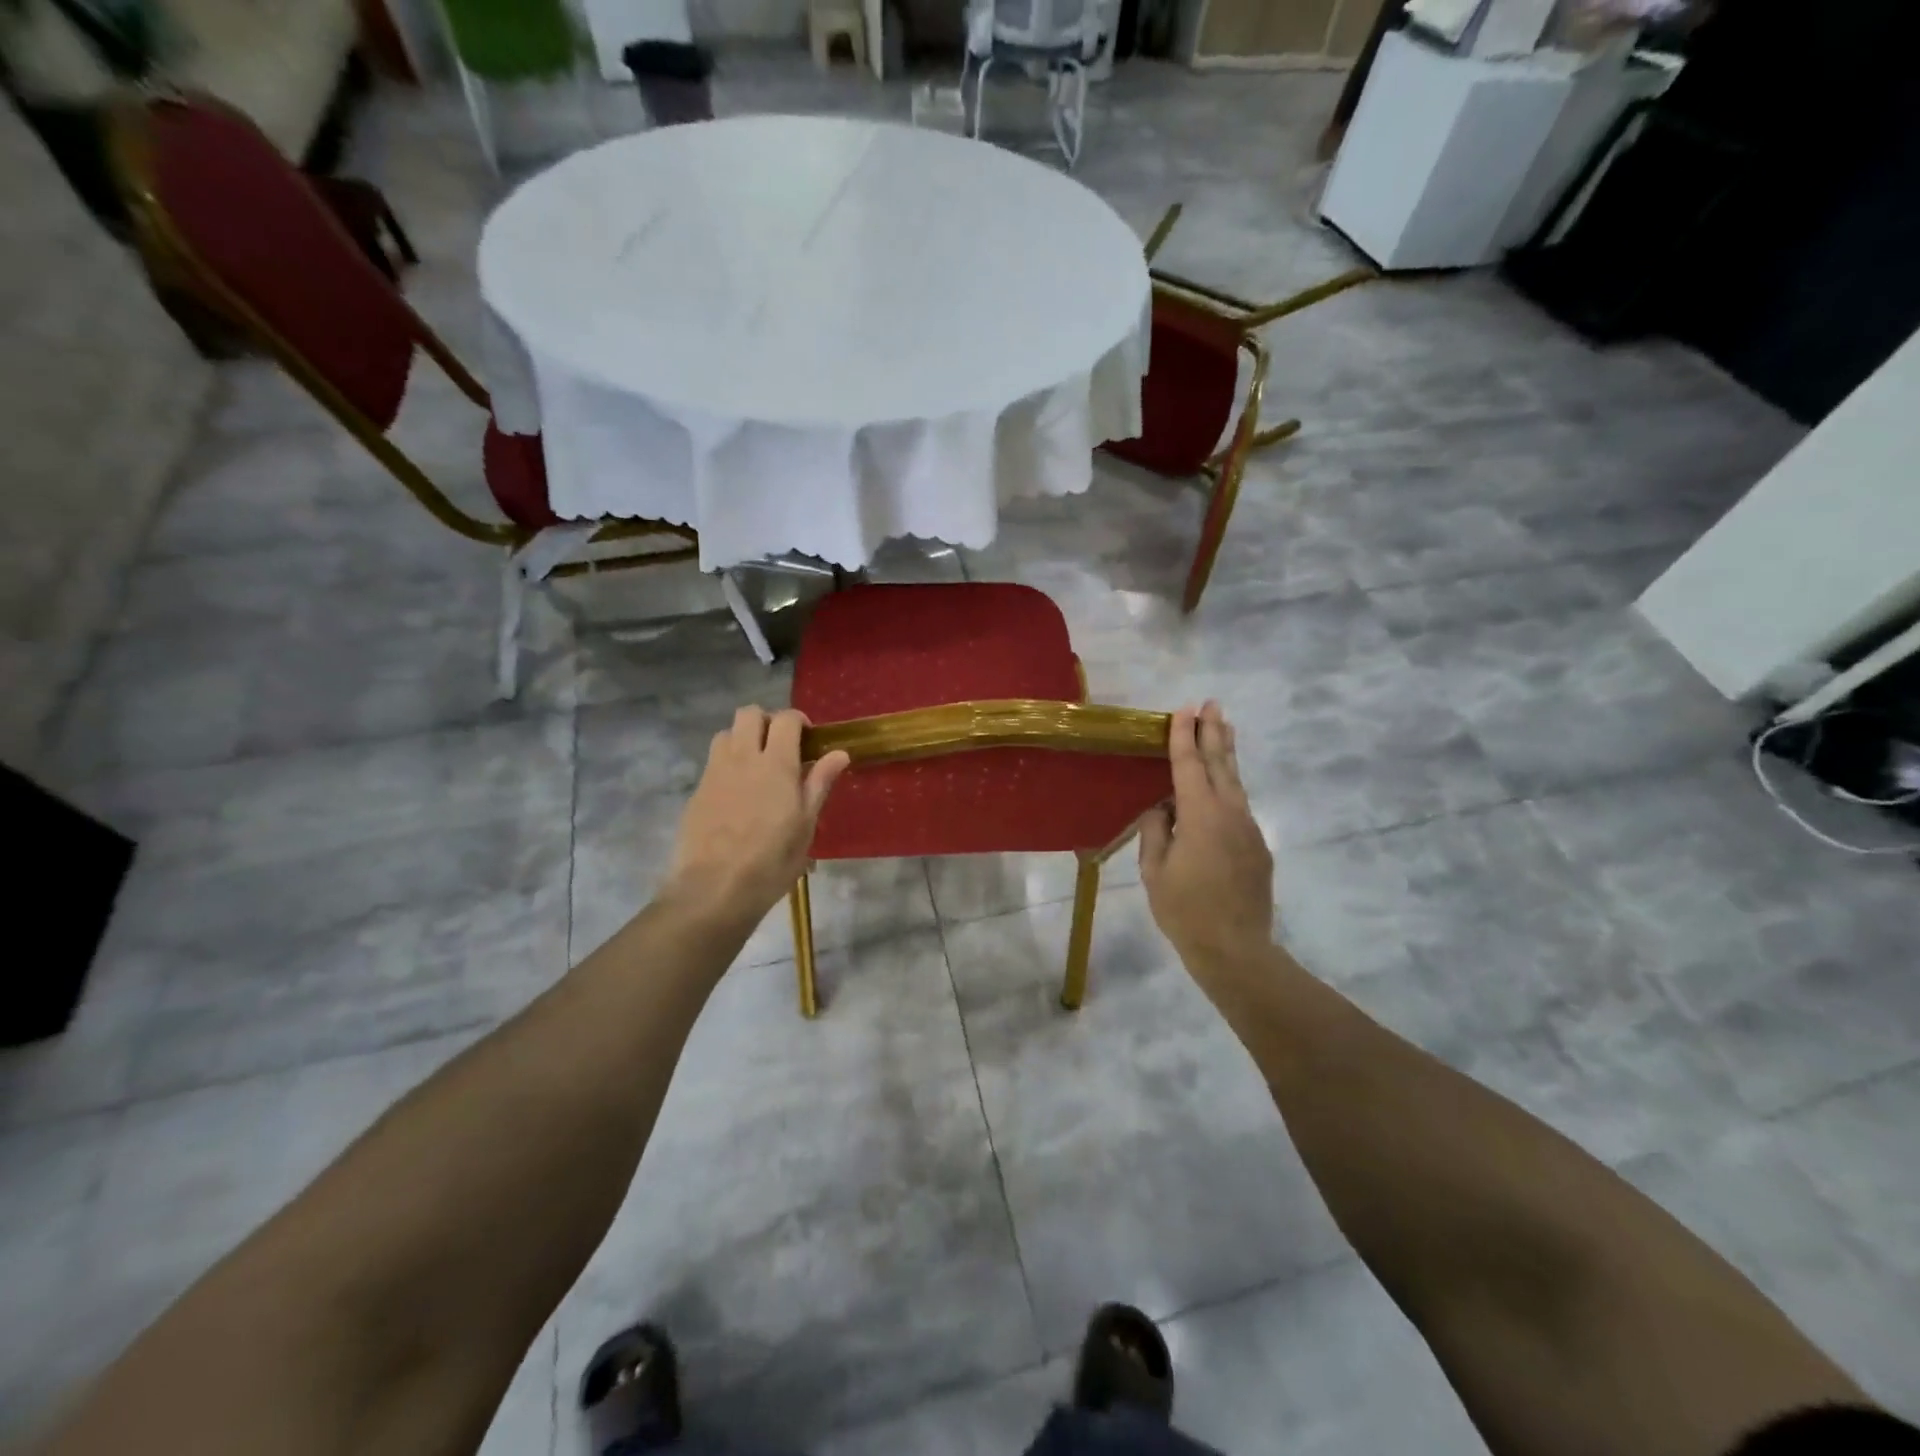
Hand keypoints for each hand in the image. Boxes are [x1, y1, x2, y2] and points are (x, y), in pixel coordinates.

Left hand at [662, 707, 849, 928]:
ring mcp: (714, 773)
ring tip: (757, 766)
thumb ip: (819, 783)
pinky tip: (737, 794)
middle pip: (749, 714)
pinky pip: (713, 762)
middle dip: (767, 721)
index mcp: (775, 764)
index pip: (786, 719)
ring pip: (726, 734)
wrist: (713, 889)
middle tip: (781, 747)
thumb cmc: (771, 862)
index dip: (799, 721)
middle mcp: (742, 758)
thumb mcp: (805, 825)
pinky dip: (728, 764)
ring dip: (743, 739)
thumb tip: (840, 753)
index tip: (808, 740)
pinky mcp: (697, 791)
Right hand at [1139, 701, 1274, 975]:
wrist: (1236, 949)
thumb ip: (1156, 831)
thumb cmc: (1185, 910)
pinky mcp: (1259, 847)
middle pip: (1221, 764)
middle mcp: (1230, 813)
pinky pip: (1240, 807)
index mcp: (1200, 815)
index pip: (1189, 765)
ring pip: (1236, 782)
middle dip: (1214, 731)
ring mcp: (1249, 829)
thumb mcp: (1154, 870)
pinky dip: (1229, 787)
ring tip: (1224, 729)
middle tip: (1212, 703)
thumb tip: (1162, 808)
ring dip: (1227, 754)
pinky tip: (1222, 788)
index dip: (1185, 735)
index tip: (1184, 708)